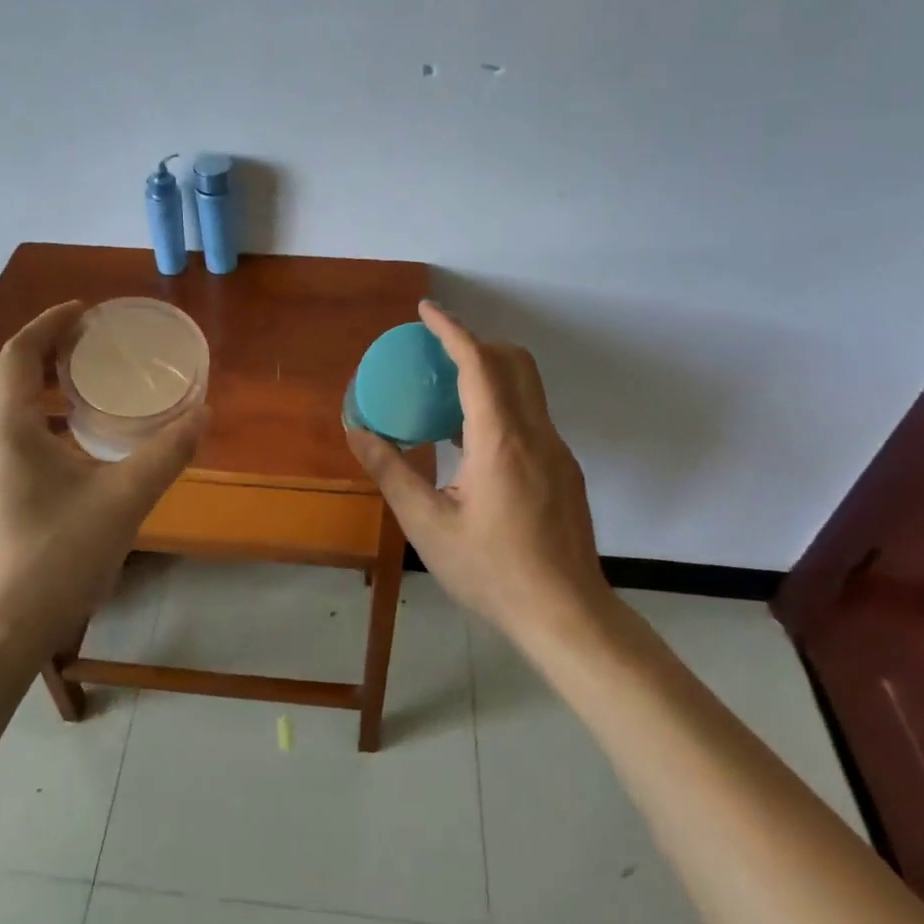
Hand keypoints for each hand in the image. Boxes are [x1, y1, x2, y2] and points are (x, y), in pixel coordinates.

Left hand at [0, 302, 205, 646]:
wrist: (3, 629)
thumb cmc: (60, 555)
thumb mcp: (125, 498)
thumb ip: (167, 452)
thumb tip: (203, 413)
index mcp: (6, 425)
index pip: (21, 352)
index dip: (51, 324)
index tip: (85, 312)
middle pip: (6, 373)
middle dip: (43, 349)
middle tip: (87, 342)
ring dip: (33, 383)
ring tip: (76, 381)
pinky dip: (28, 414)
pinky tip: (62, 438)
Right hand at [345, 301, 610, 641]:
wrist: (566, 614)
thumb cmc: (491, 570)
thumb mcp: (427, 524)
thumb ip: (391, 471)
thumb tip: (357, 430)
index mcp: (499, 440)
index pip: (478, 363)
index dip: (451, 330)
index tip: (426, 309)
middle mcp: (535, 434)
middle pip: (513, 362)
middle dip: (475, 344)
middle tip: (435, 358)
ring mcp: (557, 452)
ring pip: (528, 388)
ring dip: (490, 375)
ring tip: (446, 401)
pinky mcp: (565, 471)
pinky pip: (532, 417)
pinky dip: (502, 406)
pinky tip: (473, 448)